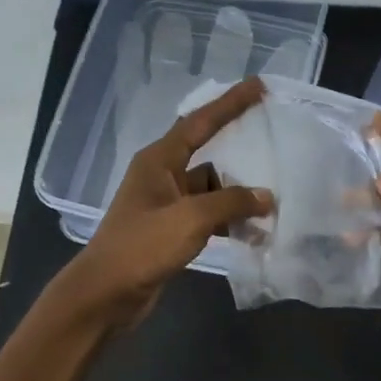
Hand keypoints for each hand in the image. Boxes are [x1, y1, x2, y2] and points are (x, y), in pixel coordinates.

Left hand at [52, 78, 272, 329]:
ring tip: (273, 204)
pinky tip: (253, 232)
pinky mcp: (171, 230)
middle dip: (240, 152)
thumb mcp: (189, 219)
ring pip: (212, 189)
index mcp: (159, 160)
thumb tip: (266, 197)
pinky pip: (208, 215)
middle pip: (209, 154)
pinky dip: (229, 220)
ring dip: (238, 197)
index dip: (230, 102)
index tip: (258, 86)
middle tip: (275, 141)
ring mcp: (166, 204)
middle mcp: (162, 175)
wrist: (105, 294)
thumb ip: (230, 203)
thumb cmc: (142, 247)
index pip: (200, 122)